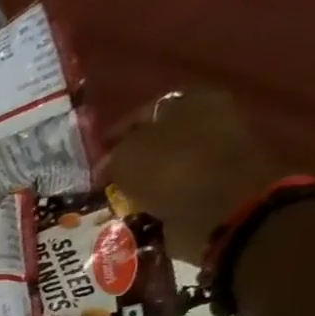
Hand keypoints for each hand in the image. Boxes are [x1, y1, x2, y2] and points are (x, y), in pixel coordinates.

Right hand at [104, 89, 280, 264]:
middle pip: (157, 141)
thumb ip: (113, 154)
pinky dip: (155, 205)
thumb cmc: (170, 169)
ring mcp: (214, 157)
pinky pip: (174, 195)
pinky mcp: (214, 190)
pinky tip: (136, 215)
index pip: (144, 112)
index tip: (96, 156)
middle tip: (104, 181)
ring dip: (141, 186)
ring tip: (116, 202)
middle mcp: (208, 122)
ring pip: (164, 169)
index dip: (116, 134)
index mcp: (191, 101)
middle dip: (130, 161)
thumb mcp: (126, 154)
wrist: (218, 209)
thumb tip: (109, 163)